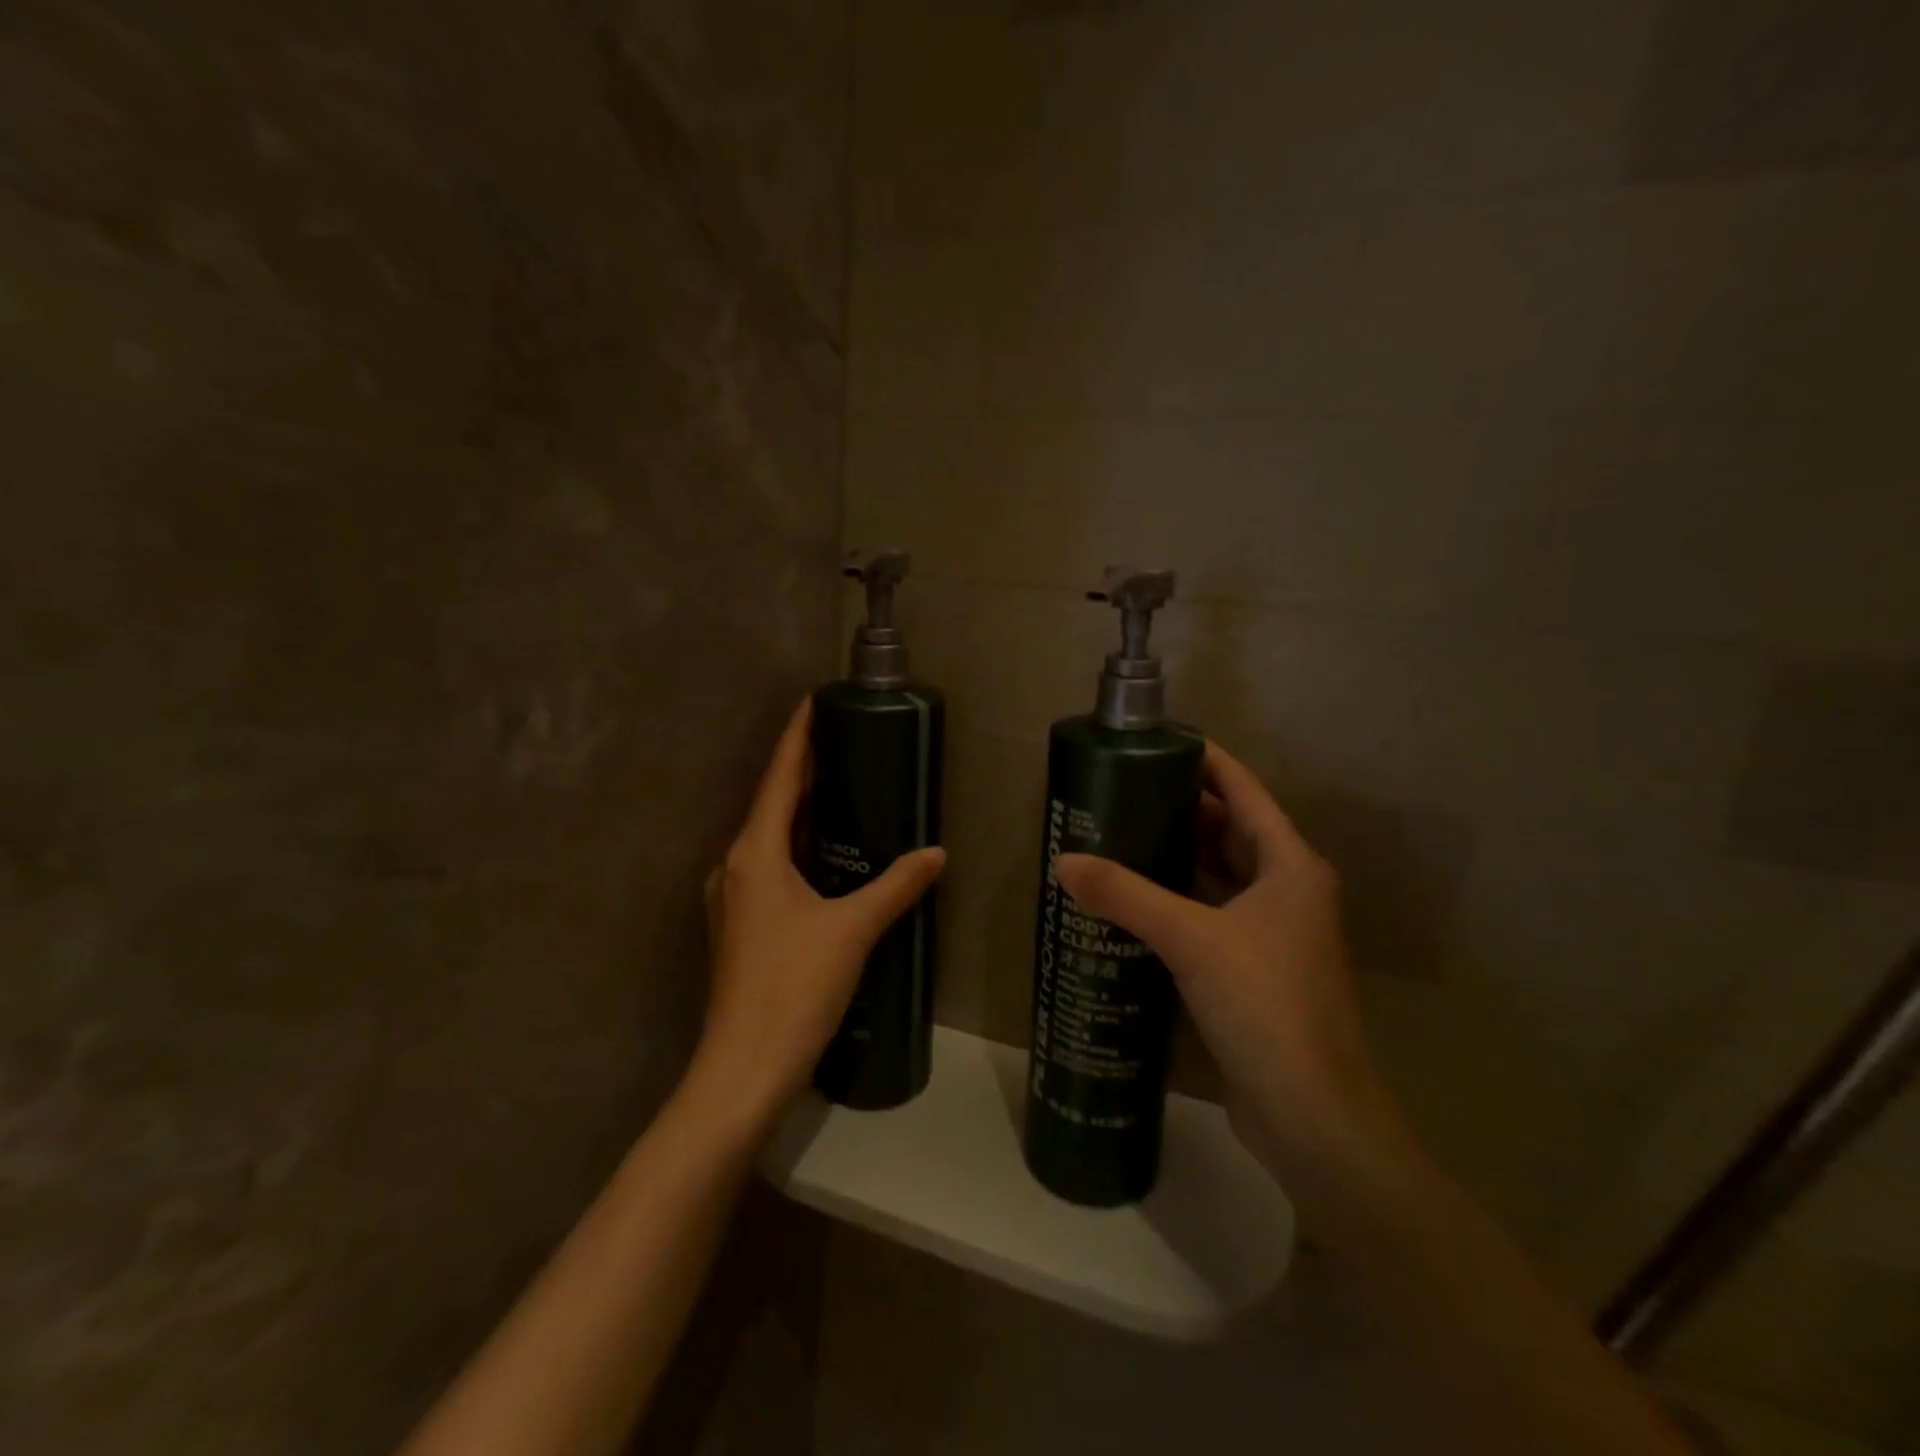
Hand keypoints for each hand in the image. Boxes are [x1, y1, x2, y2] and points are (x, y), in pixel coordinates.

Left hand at [690, 699, 945, 1126]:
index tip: (812, 701)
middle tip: (843, 743)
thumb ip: (896, 886)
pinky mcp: (740, 925)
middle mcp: (735, 866)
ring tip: (841, 789)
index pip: (780, 779)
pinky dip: (798, 849)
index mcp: (755, 853)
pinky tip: (827, 855)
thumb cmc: (795, 986)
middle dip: (805, 772)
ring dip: (802, 813)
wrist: (746, 1066)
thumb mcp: (853, 929)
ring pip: (770, 839)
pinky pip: (770, 868)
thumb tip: (936, 854)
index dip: (797, 738)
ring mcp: (733, 898)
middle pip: (773, 805)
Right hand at [1054, 743, 1405, 1176]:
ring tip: (1119, 837)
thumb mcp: (1191, 940)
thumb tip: (1063, 861)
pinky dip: (1178, 900)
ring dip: (1177, 855)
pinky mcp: (1255, 969)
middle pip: (1230, 829)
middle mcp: (1287, 889)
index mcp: (1289, 864)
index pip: (1243, 789)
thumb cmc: (1266, 1006)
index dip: (1203, 760)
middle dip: (1179, 808)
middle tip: (1119, 793)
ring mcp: (1274, 932)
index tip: (1152, 742)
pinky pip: (1211, 913)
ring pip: (1220, 873)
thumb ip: (1125, 895)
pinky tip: (1135, 902)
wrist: (1313, 1116)